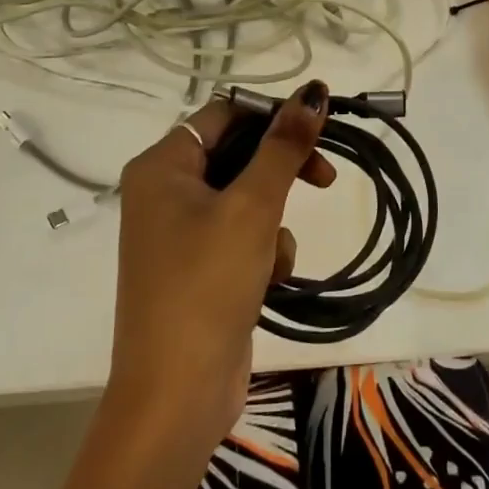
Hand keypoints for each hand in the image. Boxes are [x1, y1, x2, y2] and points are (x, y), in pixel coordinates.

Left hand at [106, 81, 334, 455]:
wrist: (176, 397)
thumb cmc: (207, 285)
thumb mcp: (253, 206)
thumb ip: (285, 145)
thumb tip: (314, 90)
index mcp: (162, 165)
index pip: (225, 113)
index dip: (272, 115)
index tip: (317, 127)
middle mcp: (165, 191)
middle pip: (238, 153)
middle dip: (280, 170)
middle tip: (325, 177)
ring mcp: (180, 233)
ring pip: (247, 197)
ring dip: (272, 219)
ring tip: (272, 256)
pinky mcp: (199, 267)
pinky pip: (242, 235)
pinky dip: (262, 251)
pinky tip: (266, 283)